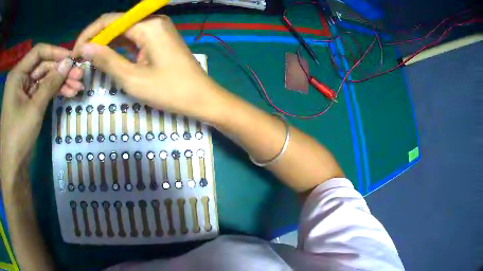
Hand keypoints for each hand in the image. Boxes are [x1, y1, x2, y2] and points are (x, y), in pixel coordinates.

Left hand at [1, 44, 76, 178]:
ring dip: (59, 83)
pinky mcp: (24, 104)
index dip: (56, 52)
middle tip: (80, 75)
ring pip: (42, 80)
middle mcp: (18, 79)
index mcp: (16, 74)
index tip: (73, 58)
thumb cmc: (18, 137)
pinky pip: (39, 92)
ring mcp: (21, 92)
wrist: (13, 169)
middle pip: (41, 67)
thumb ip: (50, 83)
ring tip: (77, 87)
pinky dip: (52, 93)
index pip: (38, 52)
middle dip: (60, 71)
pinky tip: (66, 94)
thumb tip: (69, 62)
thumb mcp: (34, 108)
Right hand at [72, 13, 224, 118]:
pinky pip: (133, 38)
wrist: (202, 98)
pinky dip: (118, 47)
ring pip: (124, 31)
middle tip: (79, 59)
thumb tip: (84, 48)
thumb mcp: (132, 78)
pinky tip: (107, 57)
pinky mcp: (159, 38)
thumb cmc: (170, 91)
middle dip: (96, 39)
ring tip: (89, 60)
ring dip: (105, 44)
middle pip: (116, 24)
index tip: (75, 52)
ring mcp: (158, 29)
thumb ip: (106, 60)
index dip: (89, 34)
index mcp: (148, 25)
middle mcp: (153, 21)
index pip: (109, 21)